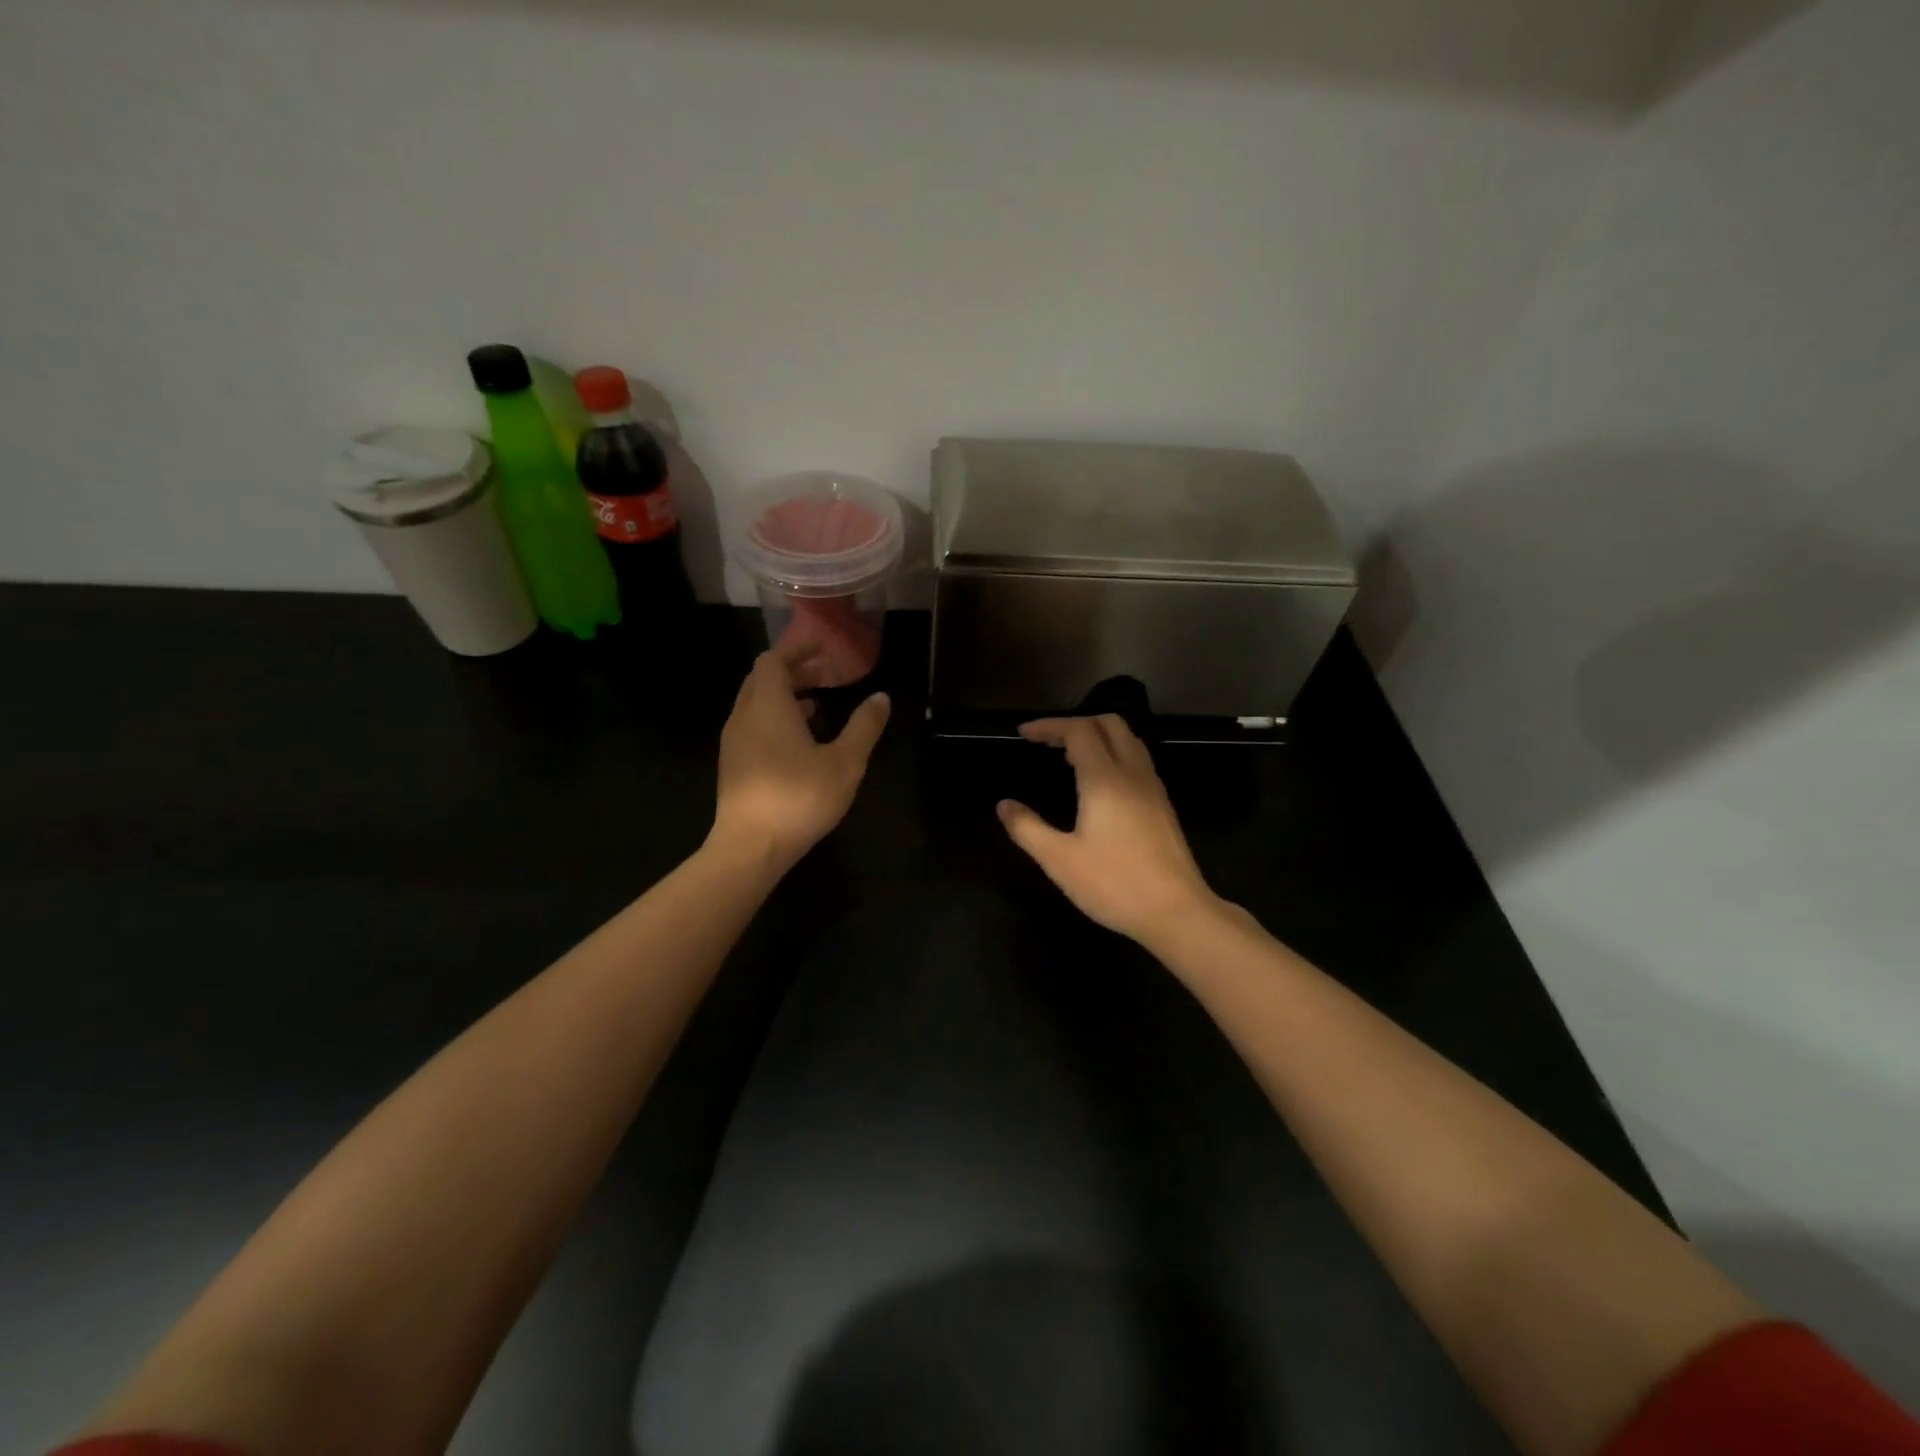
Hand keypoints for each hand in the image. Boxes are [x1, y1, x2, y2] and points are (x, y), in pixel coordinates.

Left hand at [710, 646, 889, 872]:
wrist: (751, 847)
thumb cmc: (800, 797)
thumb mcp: (845, 762)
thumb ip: (864, 727)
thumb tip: (881, 697)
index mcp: (768, 706)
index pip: (774, 662)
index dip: (797, 651)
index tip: (822, 650)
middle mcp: (744, 717)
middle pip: (762, 680)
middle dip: (792, 672)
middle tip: (824, 676)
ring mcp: (733, 743)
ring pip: (755, 705)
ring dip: (783, 697)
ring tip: (815, 706)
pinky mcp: (733, 766)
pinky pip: (752, 727)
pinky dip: (773, 719)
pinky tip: (797, 742)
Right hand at [997, 715, 1216, 943]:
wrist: (1177, 912)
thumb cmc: (1114, 884)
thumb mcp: (1059, 860)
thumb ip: (1027, 828)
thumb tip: (1004, 805)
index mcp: (1105, 779)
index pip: (1078, 730)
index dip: (1049, 726)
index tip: (1024, 734)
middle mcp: (1133, 774)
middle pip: (1109, 724)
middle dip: (1075, 723)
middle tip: (1047, 742)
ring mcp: (1153, 788)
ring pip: (1128, 740)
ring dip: (1098, 736)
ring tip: (1069, 756)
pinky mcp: (1163, 805)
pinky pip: (1138, 760)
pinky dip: (1114, 753)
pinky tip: (1099, 782)